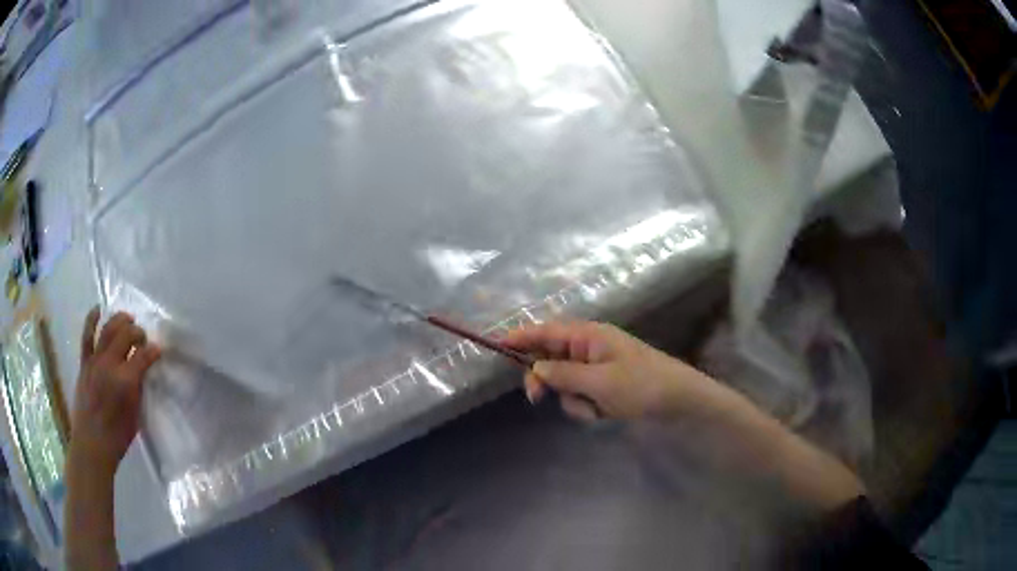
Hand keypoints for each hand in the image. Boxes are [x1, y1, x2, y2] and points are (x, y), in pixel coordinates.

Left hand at [69, 308, 160, 474]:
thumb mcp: (135, 415)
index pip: (144, 356)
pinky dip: (92, 319)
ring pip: (108, 329)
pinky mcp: (85, 362)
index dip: (154, 351)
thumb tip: (143, 371)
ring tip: (127, 319)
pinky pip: (87, 335)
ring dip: (120, 320)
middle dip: (137, 332)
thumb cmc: (118, 436)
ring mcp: (95, 361)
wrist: (92, 443)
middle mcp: (110, 364)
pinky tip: (98, 309)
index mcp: (126, 381)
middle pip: (126, 335)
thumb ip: (138, 388)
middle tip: (143, 338)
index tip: (159, 350)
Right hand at [505, 320, 863, 510]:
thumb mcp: (600, 381)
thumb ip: (562, 376)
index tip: (494, 344)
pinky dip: (586, 408)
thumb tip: (535, 371)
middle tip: (538, 399)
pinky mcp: (605, 388)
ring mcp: (598, 369)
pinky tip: (604, 414)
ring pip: (564, 384)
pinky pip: (581, 397)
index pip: (546, 331)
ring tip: (596, 408)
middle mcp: (590, 348)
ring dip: (573, 399)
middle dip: (547, 380)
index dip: (520, 336)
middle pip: (550, 359)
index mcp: (589, 335)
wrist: (681, 403)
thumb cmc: (643, 386)